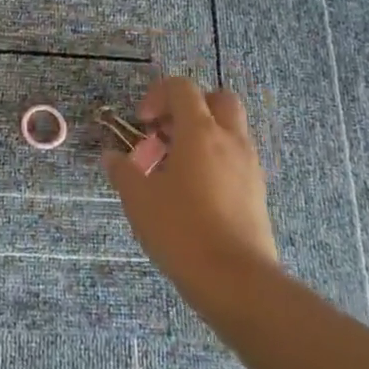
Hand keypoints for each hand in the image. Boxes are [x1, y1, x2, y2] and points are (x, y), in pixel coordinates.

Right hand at [104, 77, 278, 304]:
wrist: (237, 281)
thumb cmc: (182, 230)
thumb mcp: (139, 199)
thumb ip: (123, 171)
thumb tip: (111, 156)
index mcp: (200, 132)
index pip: (182, 88)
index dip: (157, 96)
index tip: (142, 124)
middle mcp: (230, 141)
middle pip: (217, 100)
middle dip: (189, 108)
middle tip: (166, 134)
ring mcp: (249, 166)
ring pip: (229, 130)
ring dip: (202, 136)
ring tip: (174, 168)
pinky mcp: (257, 192)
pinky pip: (236, 159)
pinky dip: (215, 161)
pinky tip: (193, 193)